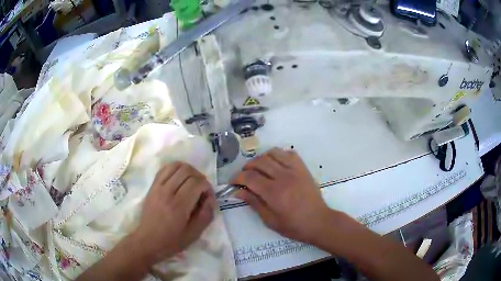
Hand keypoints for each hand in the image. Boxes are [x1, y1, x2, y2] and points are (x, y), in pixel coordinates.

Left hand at [130, 162, 214, 266]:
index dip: (207, 186)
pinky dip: (175, 169)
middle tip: (201, 189)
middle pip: (187, 171)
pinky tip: (179, 179)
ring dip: (188, 170)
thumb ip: (205, 215)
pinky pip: (164, 169)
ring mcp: (158, 187)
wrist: (148, 241)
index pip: (197, 183)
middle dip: (199, 176)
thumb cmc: (172, 241)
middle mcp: (167, 192)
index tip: (208, 196)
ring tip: (191, 181)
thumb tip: (210, 198)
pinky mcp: (152, 186)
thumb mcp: (194, 234)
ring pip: (175, 165)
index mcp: (179, 206)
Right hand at [232, 148, 330, 243]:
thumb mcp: (270, 220)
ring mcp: (295, 170)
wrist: (318, 221)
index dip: (237, 177)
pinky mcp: (303, 168)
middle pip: (259, 162)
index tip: (233, 183)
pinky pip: (289, 153)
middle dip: (247, 167)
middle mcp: (283, 177)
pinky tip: (276, 165)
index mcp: (274, 192)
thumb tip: (237, 191)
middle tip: (244, 177)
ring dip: (261, 159)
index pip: (249, 177)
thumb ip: (253, 203)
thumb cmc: (293, 225)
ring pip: (273, 153)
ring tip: (259, 169)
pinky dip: (279, 155)